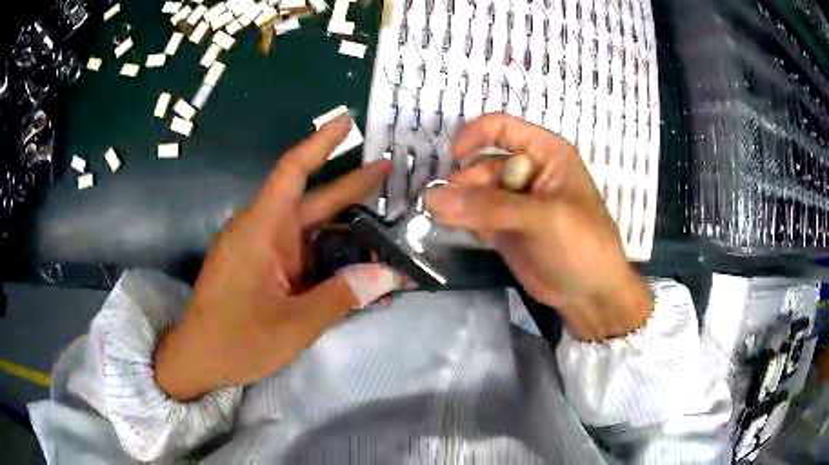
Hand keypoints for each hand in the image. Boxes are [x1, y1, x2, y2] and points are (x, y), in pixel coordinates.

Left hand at [154, 116, 398, 399]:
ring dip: (346, 228)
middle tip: (389, 168)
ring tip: (388, 226)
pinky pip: (303, 253)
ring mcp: (263, 250)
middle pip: (311, 200)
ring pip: (311, 229)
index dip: (320, 142)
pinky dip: (330, 256)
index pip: (292, 172)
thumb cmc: (236, 340)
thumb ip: (341, 296)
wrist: (199, 358)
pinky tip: (358, 265)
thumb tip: (389, 276)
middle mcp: (262, 231)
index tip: (347, 120)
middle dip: (350, 185)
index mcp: (261, 231)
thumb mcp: (294, 325)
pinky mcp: (265, 267)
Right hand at [425, 113, 651, 341]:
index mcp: (545, 153)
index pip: (502, 128)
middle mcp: (528, 171)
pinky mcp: (505, 228)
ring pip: (475, 192)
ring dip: (456, 202)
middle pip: (483, 163)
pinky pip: (475, 216)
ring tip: (438, 216)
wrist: (591, 294)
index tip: (452, 158)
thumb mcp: (542, 218)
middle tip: (438, 205)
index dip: (474, 135)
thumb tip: (433, 198)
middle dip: (462, 182)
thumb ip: (490, 207)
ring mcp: (515, 202)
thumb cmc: (581, 244)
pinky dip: (461, 220)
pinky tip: (450, 227)